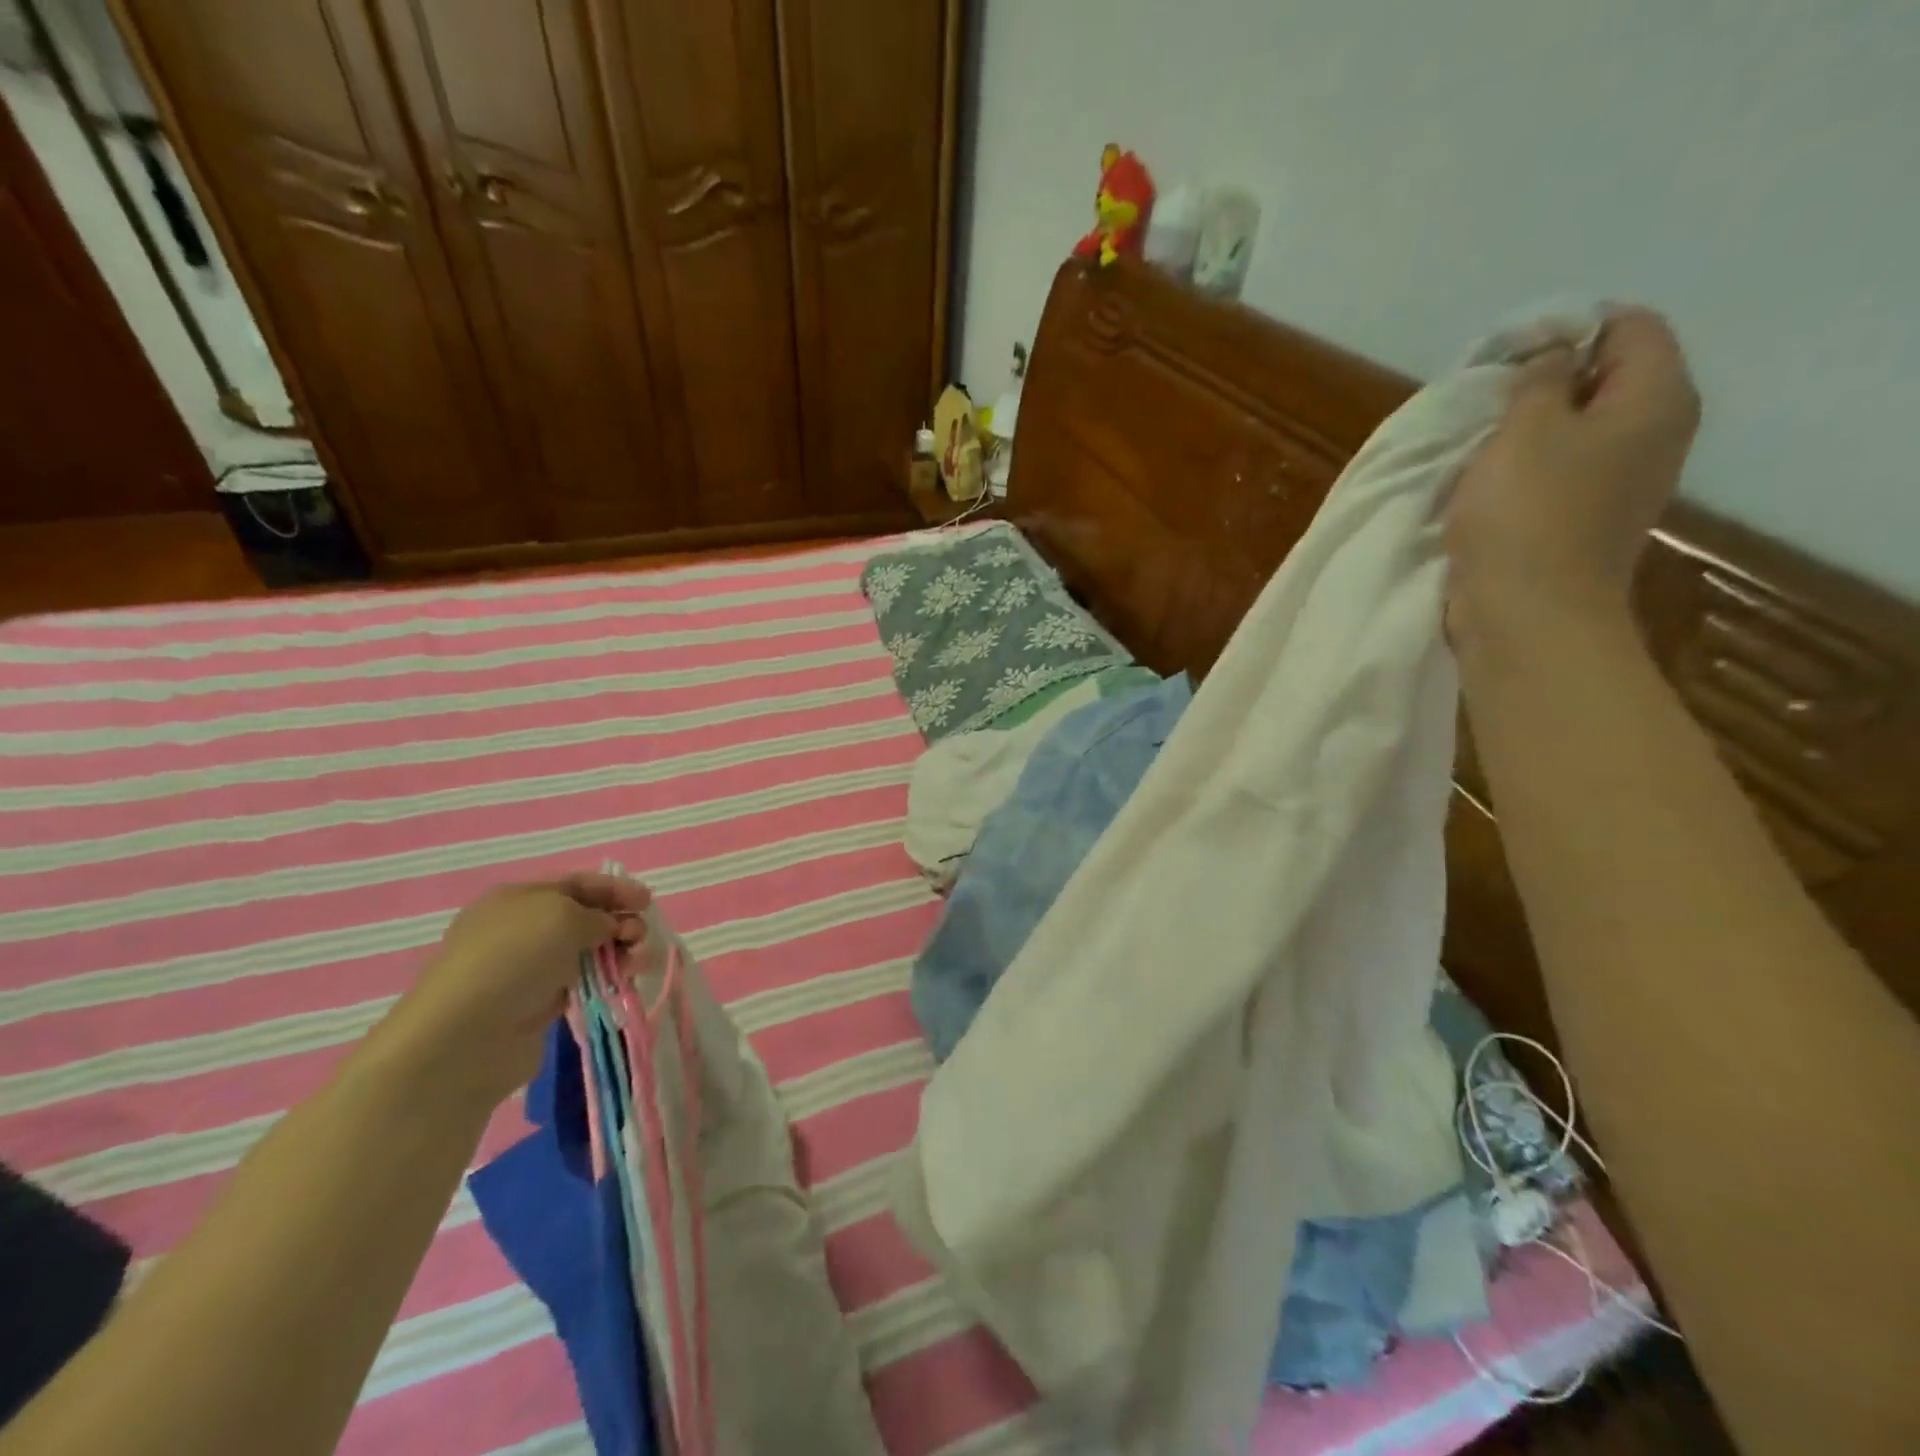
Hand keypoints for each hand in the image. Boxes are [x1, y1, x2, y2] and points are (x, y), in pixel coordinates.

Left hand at [382, 873, 650, 1102]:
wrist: (466, 1037)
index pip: (577, 884)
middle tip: (639, 938)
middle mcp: (522, 929)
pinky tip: (623, 982)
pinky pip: (583, 982)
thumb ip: (598, 915)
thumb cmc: (513, 958)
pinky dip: (606, 978)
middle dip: (620, 922)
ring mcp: (529, 968)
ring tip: (637, 964)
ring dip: (619, 951)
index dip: (615, 889)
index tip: (647, 901)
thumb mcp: (563, 916)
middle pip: (586, 917)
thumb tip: (608, 928)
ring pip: (588, 951)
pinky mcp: (538, 1004)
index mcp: (519, 898)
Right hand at [1447, 306, 1701, 639]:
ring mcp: (1626, 481)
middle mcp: (1655, 433)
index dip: (1569, 327)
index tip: (1508, 355)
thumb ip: (1539, 380)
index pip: (1630, 326)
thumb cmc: (1527, 514)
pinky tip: (1491, 481)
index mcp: (1655, 399)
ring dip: (1532, 428)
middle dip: (1548, 379)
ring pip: (1582, 427)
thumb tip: (1553, 359)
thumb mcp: (1524, 429)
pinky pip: (1565, 470)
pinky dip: (1530, 466)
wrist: (1529, 614)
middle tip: (1488, 398)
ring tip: (1481, 440)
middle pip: (1609, 376)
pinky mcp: (1590, 518)